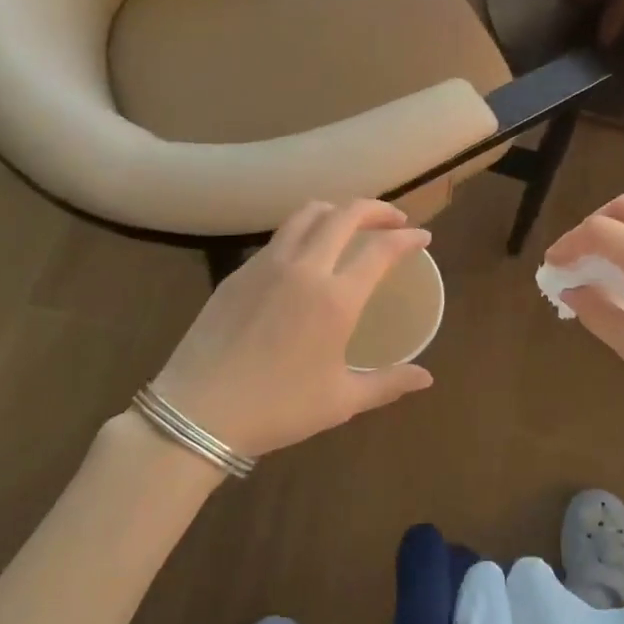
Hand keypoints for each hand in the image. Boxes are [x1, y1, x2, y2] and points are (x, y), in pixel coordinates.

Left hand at [152, 200, 434, 459]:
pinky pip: (280, 236)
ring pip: (308, 214)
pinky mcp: (240, 272)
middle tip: (393, 221)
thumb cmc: (277, 409)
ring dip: (337, 210)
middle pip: (346, 214)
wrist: (197, 413)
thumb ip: (388, 383)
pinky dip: (304, 230)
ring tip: (350, 225)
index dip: (407, 237)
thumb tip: (426, 378)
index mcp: (336, 299)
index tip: (422, 237)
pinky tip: (306, 254)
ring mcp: (267, 265)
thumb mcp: (340, 401)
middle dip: (377, 209)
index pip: (381, 249)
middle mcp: (305, 268)